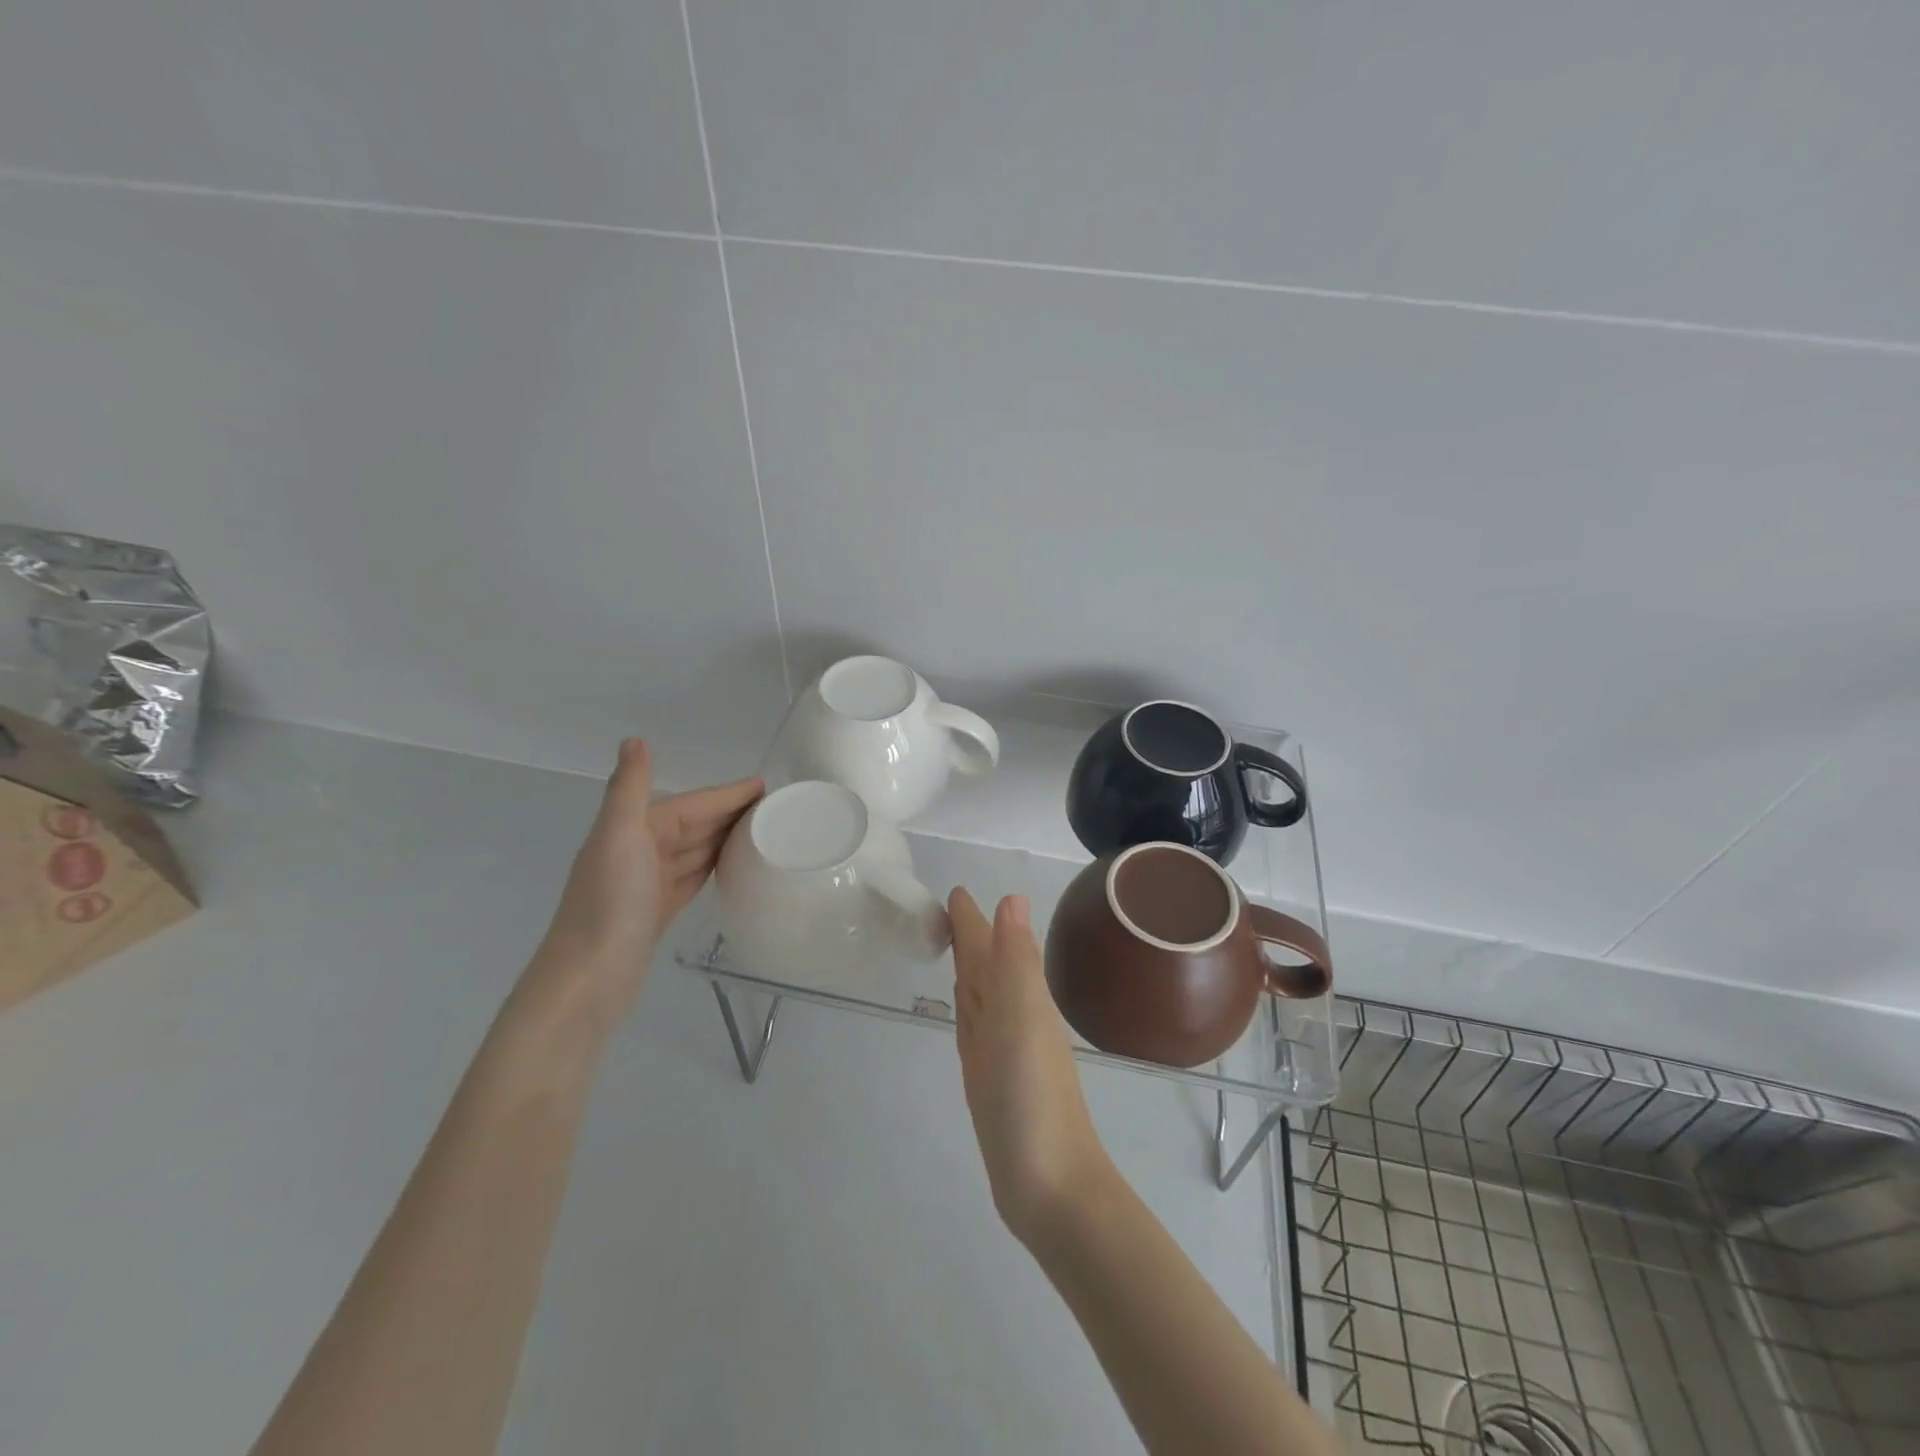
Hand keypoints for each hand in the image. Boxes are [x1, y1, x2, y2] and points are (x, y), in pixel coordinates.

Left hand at [529, 738, 761, 1023]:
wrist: (588, 979)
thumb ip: (629, 789)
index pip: (691, 804)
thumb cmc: (609, 904)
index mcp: (633, 829)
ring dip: (725, 837)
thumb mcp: (619, 837)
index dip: (726, 794)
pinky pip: (692, 877)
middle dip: (730, 812)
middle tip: (776, 808)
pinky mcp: (657, 911)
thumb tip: (633, 739)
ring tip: (763, 831)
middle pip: (695, 824)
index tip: (766, 786)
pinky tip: (731, 866)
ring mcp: (648, 883)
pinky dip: (712, 866)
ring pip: (695, 850)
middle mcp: (639, 851)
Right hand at [950, 889, 1116, 1248]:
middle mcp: (1013, 1016)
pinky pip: (974, 1027)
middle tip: (946, 910)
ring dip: (969, 967)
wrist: (1050, 1186)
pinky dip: (967, 1007)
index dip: (973, 920)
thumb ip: (1015, 960)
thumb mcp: (1022, 1018)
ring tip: (954, 945)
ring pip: (980, 993)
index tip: (954, 892)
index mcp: (1021, 996)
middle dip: (969, 936)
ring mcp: (1001, 1049)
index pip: (991, 945)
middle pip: (985, 965)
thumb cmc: (1033, 1097)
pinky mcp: (989, 1078)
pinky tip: (964, 1002)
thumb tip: (1012, 897)